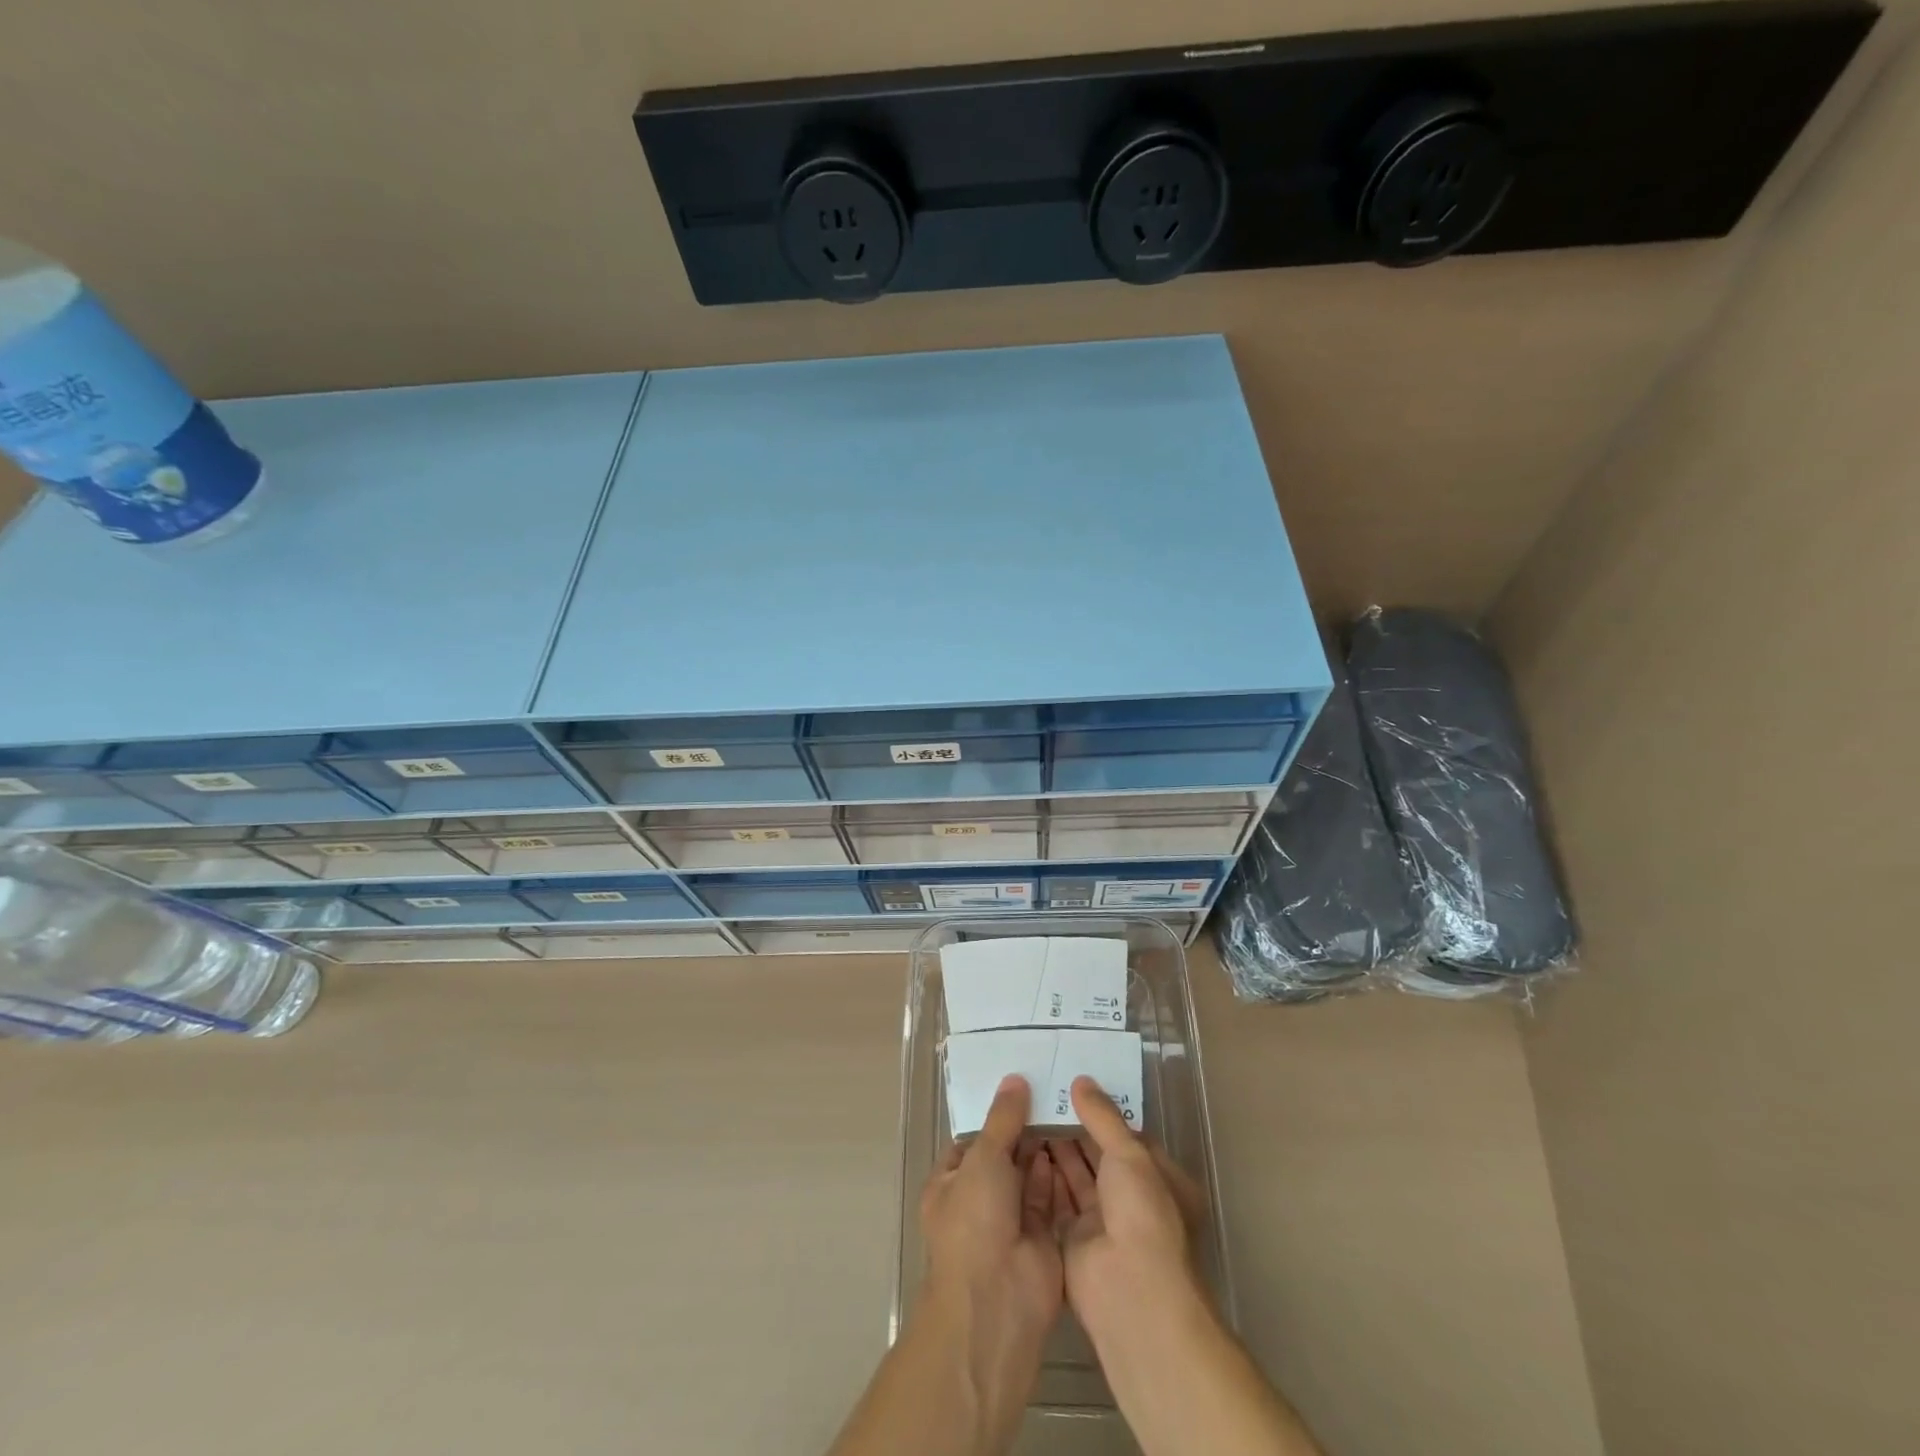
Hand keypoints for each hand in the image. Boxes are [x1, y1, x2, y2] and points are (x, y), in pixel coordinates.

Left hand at [919, 1073, 1063, 1344]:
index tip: (1020, 1086)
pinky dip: (1058, 1172)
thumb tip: (1014, 1079)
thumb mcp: (983, 1159)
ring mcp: (1009, 1221)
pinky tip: (1073, 1140)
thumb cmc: (974, 1221)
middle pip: (1003, 1156)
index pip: (972, 1141)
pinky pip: (1049, 1196)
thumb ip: (1002, 1119)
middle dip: (1023, 1129)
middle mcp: (978, 1201)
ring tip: (1065, 1105)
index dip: (994, 1116)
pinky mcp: (1041, 1236)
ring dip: (1042, 1147)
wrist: (997, 1302)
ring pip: (1027, 1175)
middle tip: (1051, 1089)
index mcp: (950, 1184)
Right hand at [1049, 1076, 1209, 1340]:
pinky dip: (1043, 1175)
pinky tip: (1022, 1147)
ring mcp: (1103, 1222)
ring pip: (1077, 1176)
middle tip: (1043, 1094)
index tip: (1074, 1084)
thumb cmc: (1142, 1213)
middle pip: (1100, 1155)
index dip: (1103, 1112)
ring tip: (1028, 1112)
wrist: (1130, 1293)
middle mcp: (1133, 1200)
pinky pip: (1057, 1199)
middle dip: (1075, 1128)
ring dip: (1057, 1148)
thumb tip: (1081, 1081)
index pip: (1128, 1137)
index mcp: (1159, 1179)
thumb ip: (1103, 1116)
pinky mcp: (1074, 1239)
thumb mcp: (1130, 1153)